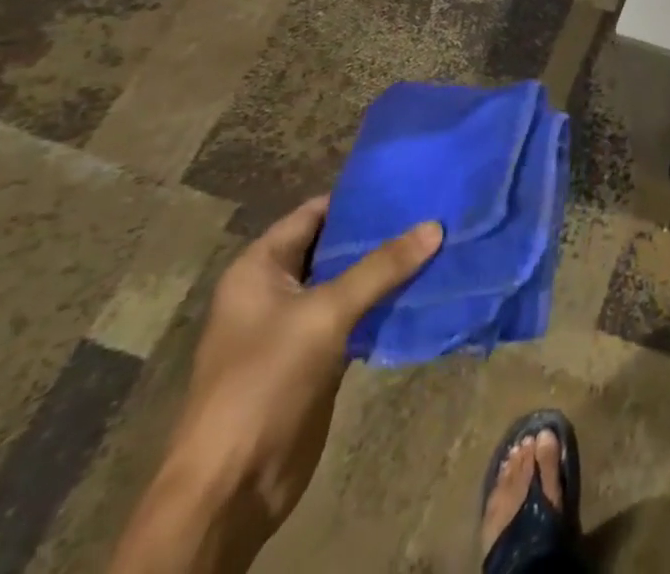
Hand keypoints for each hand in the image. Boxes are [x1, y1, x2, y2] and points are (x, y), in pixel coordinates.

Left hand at [113, 199, 441, 572]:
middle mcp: (275, 289)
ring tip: (439, 241)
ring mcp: (295, 326)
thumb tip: (435, 226)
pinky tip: (423, 287)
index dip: (360, 197)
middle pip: (335, 246)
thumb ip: (382, 267)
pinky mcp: (315, 358)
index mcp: (260, 268)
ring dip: (387, 269)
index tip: (411, 182)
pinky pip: (355, 316)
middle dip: (381, 232)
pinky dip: (384, 303)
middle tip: (434, 209)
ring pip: (349, 282)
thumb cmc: (264, 382)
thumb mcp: (325, 314)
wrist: (230, 488)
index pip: (316, 212)